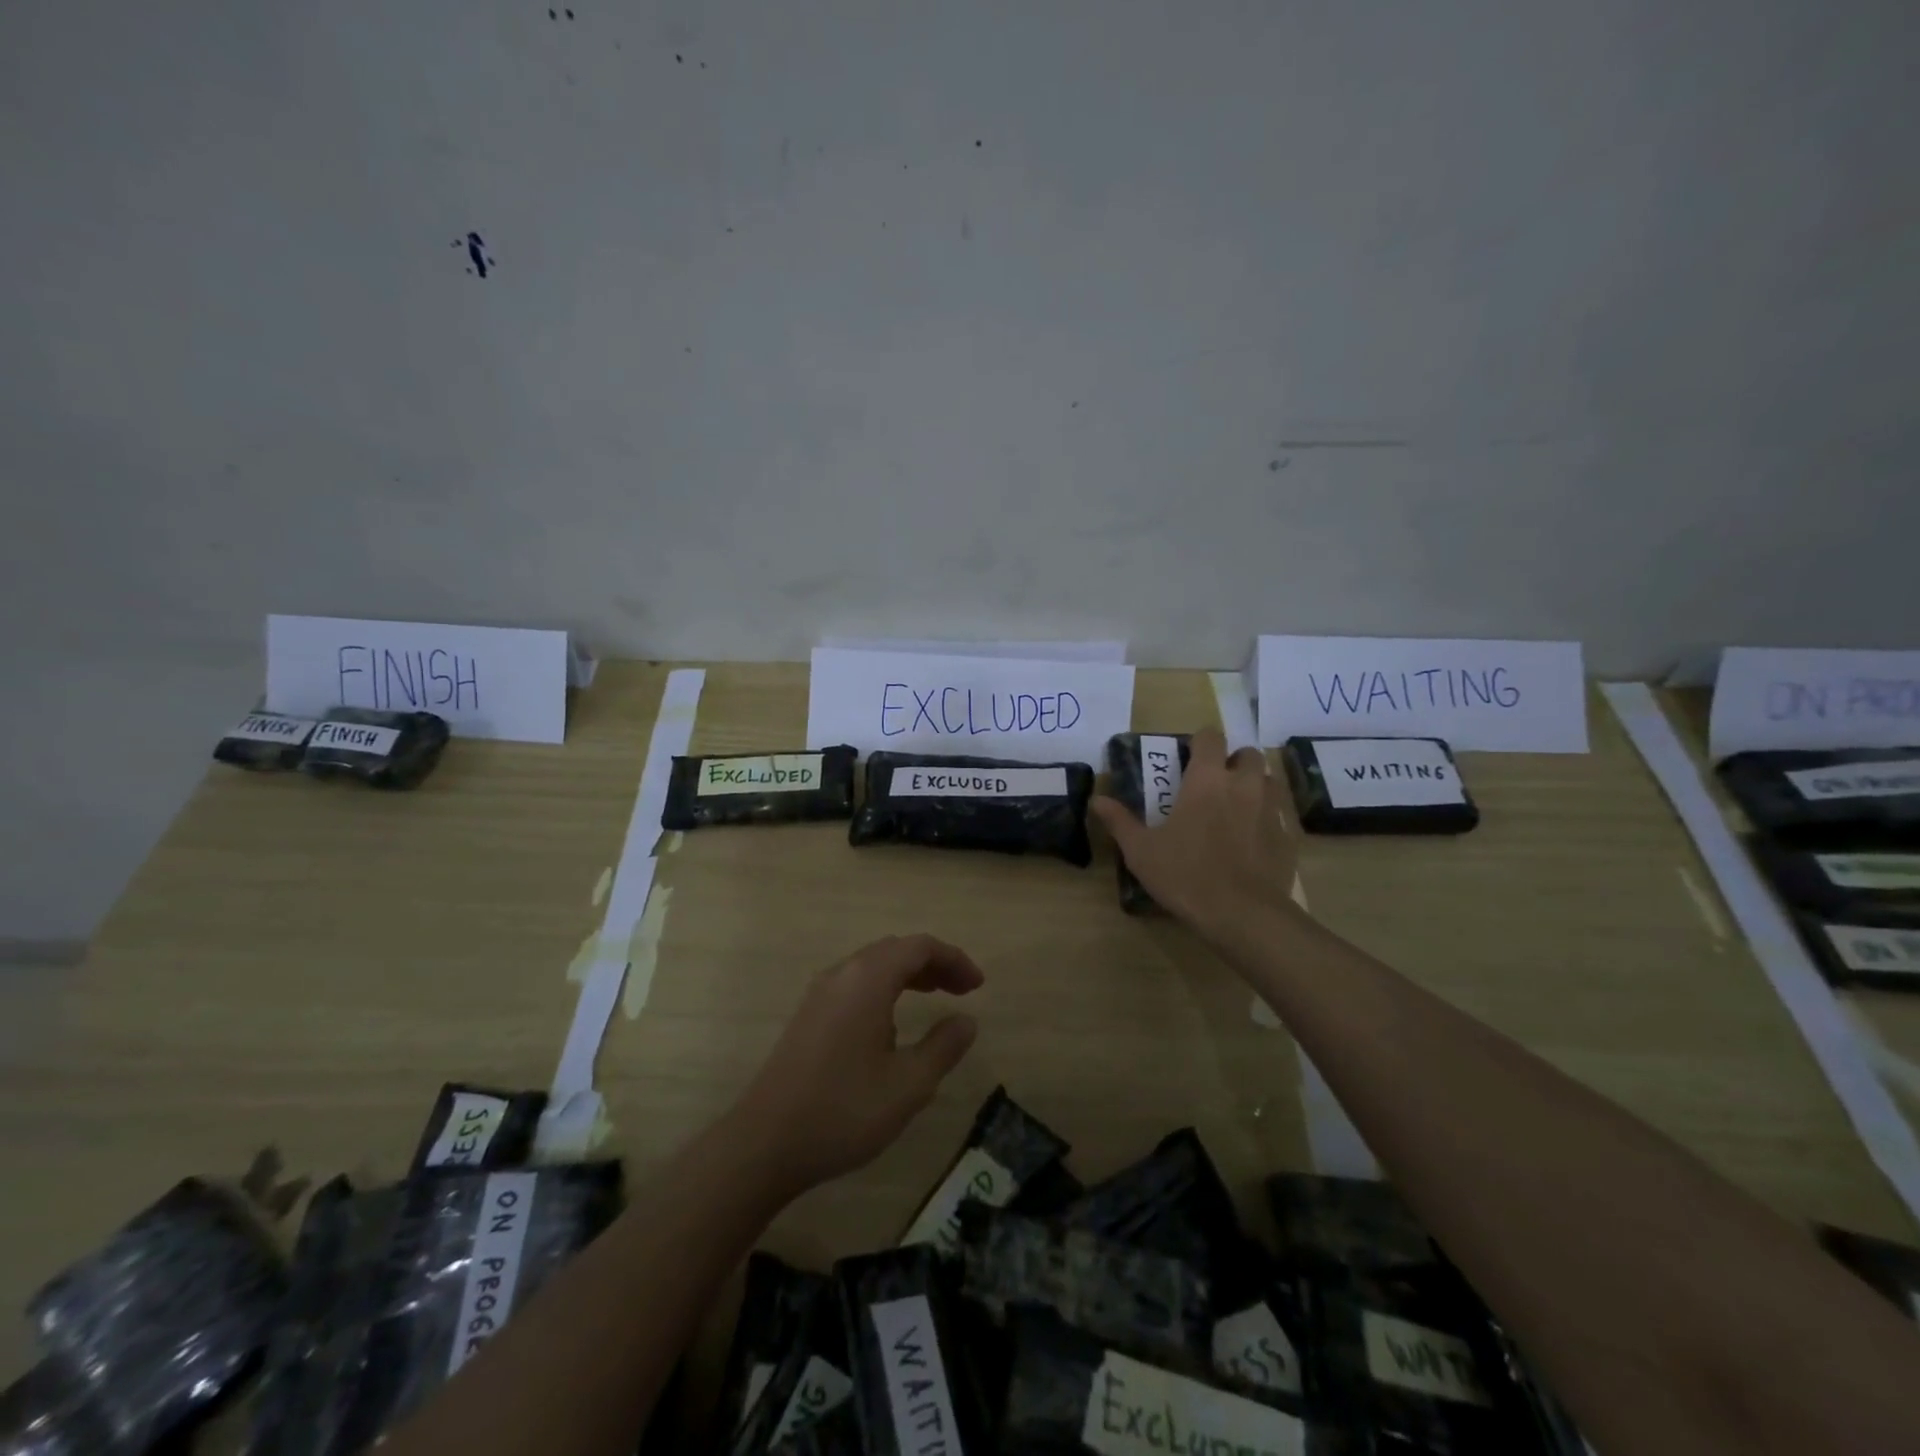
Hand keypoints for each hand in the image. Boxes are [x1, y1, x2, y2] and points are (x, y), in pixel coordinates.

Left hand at [729, 934, 982, 1198]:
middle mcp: (842, 974)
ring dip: (907, 974)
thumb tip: (966, 1021)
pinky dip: (884, 988)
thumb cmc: (844, 1111)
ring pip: (873, 965)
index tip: (978, 986)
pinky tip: (891, 1024)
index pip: (919, 947)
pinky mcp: (808, 1015)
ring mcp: (820, 993)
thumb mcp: (908, 1085)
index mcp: (868, 979)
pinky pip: (854, 983)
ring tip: (934, 998)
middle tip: (961, 990)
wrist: (765, 1143)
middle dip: (933, 963)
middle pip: (895, 950)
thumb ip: (943, 1047)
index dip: (954, 959)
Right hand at [1091, 729, 1300, 930]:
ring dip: (1254, 785)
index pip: (1210, 738)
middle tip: (1214, 783)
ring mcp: (1271, 809)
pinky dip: (1269, 816)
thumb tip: (1097, 800)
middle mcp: (1243, 785)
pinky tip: (1255, 837)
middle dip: (1232, 761)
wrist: (1242, 914)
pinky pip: (1281, 813)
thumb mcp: (1141, 851)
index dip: (1200, 742)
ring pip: (1268, 780)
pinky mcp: (1288, 835)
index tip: (1189, 757)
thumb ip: (1120, 822)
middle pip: (1247, 754)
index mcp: (1206, 781)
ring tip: (1236, 807)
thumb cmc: (1185, 875)